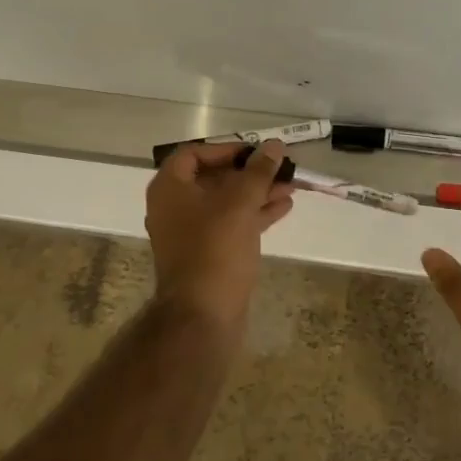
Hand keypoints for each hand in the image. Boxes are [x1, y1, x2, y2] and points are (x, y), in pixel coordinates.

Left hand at [145, 140, 294, 327]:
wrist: (202, 314)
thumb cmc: (215, 249)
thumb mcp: (239, 203)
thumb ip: (258, 172)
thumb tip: (274, 145)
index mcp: (169, 189)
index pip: (194, 154)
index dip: (226, 149)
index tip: (255, 152)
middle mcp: (174, 208)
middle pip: (212, 178)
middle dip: (249, 173)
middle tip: (280, 169)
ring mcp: (190, 233)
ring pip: (225, 203)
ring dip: (256, 193)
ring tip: (291, 187)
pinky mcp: (207, 254)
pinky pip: (230, 225)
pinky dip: (254, 214)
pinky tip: (283, 208)